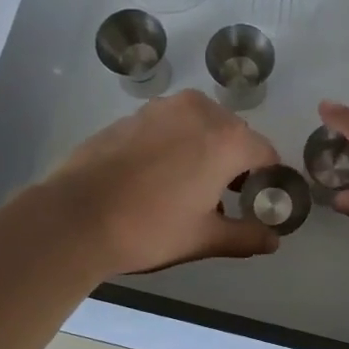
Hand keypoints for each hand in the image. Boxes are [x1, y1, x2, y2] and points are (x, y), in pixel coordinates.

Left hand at [46, 91, 282, 274]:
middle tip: (220, 198)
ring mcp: (163, 108)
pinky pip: (169, 125)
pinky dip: (174, 143)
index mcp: (227, 139)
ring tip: (185, 187)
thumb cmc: (150, 227)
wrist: (75, 216)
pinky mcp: (133, 114)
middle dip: (234, 162)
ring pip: (200, 126)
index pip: (266, 153)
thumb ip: (245, 236)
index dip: (266, 179)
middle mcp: (200, 111)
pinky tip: (154, 175)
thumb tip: (273, 240)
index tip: (254, 202)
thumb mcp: (204, 237)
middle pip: (233, 135)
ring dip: (203, 149)